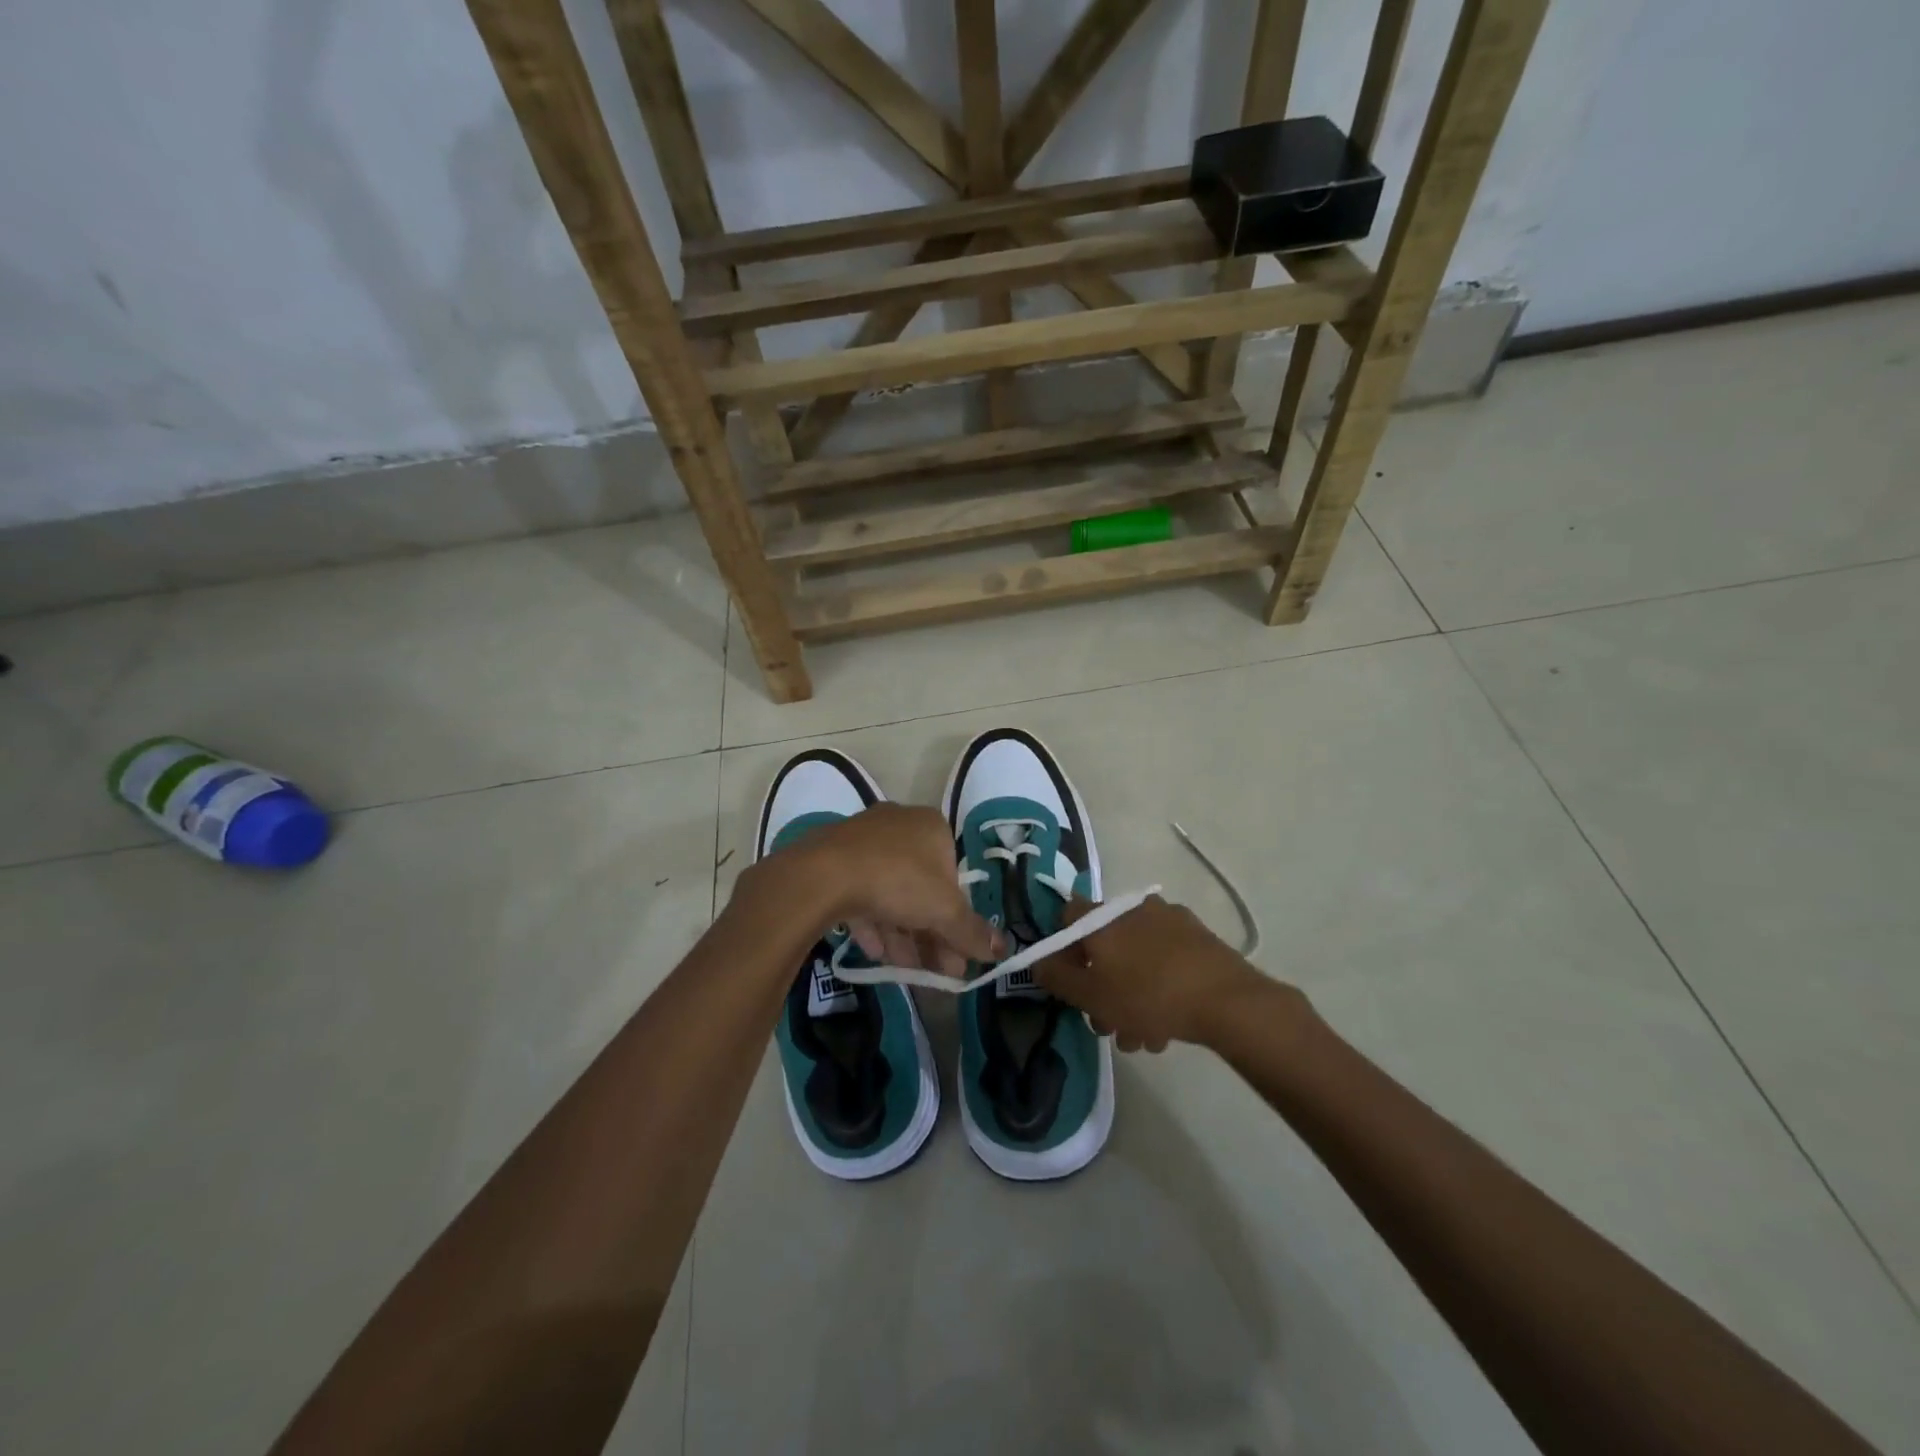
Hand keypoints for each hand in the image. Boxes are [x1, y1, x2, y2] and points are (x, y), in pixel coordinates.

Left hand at [746, 803, 1004, 977]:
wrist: (823, 875)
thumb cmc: (898, 881)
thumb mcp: (945, 911)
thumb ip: (973, 932)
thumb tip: (1003, 950)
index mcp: (931, 826)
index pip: (954, 874)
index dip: (958, 917)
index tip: (958, 952)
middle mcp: (898, 825)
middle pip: (923, 886)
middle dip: (931, 933)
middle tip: (937, 970)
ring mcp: (862, 840)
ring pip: (891, 893)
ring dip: (903, 934)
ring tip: (907, 970)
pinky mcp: (833, 859)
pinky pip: (861, 893)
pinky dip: (872, 923)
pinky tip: (875, 952)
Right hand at [1036, 895, 1282, 1050]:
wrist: (1227, 1001)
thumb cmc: (1148, 995)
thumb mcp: (1091, 995)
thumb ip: (1057, 977)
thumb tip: (1038, 961)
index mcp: (1103, 917)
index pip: (1068, 917)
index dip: (1062, 949)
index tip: (1071, 981)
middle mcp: (1133, 909)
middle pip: (1104, 945)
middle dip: (1101, 987)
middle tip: (1107, 1025)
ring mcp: (1170, 921)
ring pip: (1136, 959)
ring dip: (1131, 997)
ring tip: (1143, 1038)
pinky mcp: (1198, 938)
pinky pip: (1165, 960)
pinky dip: (1159, 987)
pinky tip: (1168, 1025)